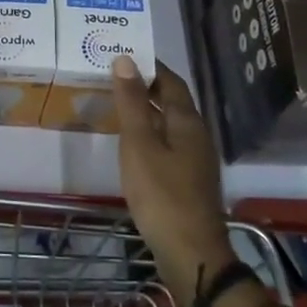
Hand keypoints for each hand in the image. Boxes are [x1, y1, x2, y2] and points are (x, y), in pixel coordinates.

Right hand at [113, 57, 233, 305]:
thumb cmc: (162, 194)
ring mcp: (194, 159)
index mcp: (187, 121)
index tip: (121, 53)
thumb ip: (131, 102)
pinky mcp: (187, 179)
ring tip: (114, 103)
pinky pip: (166, 143)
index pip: (169, 80)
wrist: (190, 253)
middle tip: (111, 75)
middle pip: (171, 100)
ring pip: (168, 123)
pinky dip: (148, 133)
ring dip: (145, 110)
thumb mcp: (139, 144)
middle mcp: (196, 134)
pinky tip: (129, 142)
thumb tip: (126, 59)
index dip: (148, 65)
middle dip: (144, 85)